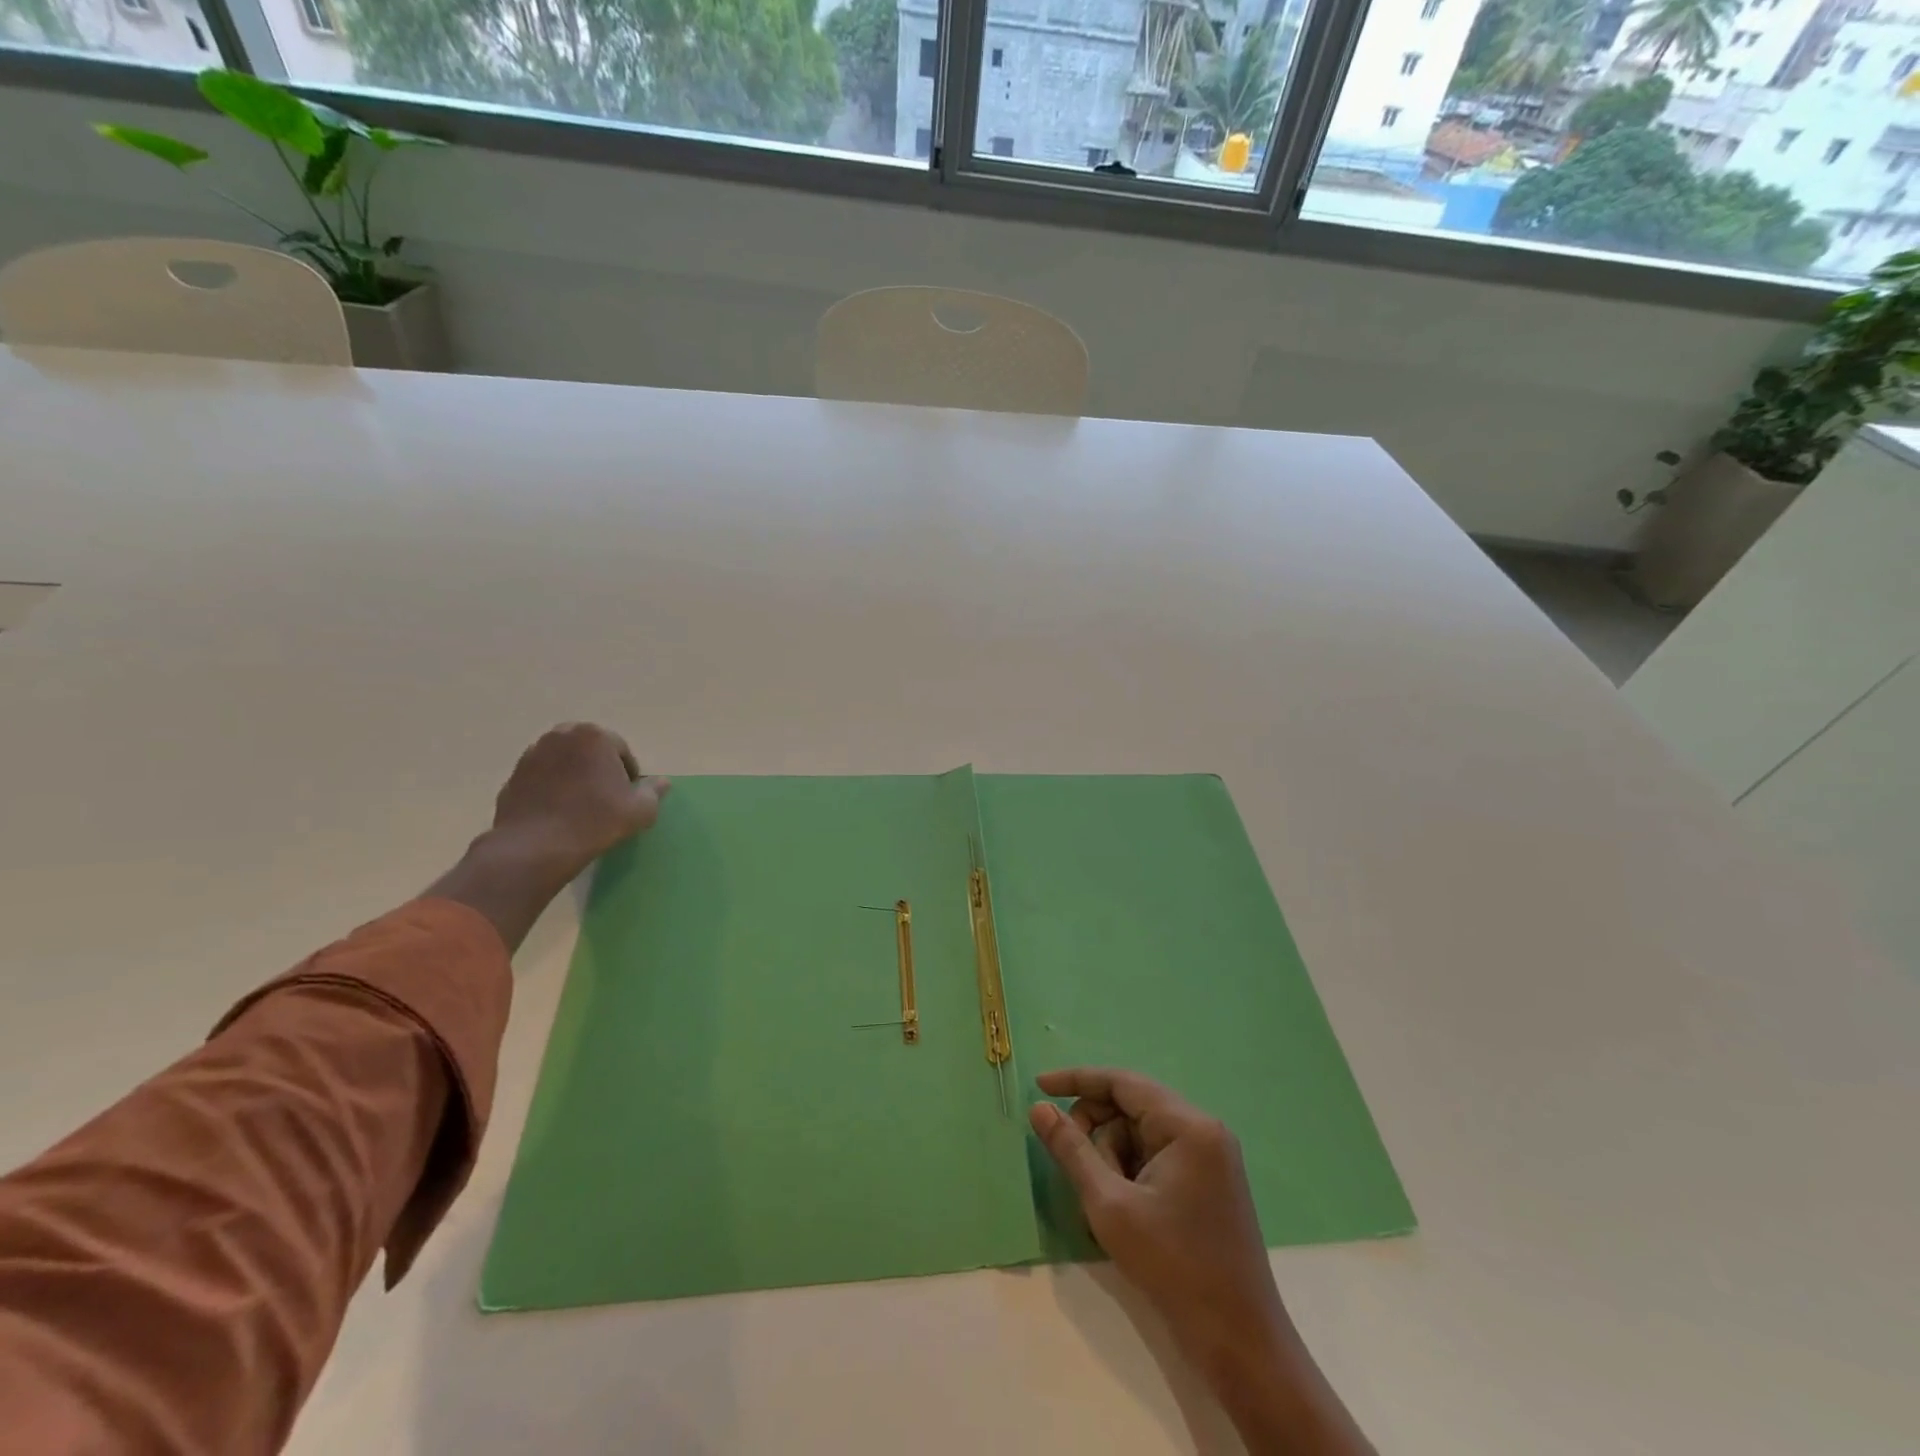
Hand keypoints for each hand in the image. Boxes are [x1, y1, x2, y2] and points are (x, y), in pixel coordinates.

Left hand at [489, 722, 669, 885]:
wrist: (536, 846)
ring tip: (580, 806)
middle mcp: (561, 736)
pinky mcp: (513, 776)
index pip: (620, 750)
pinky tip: (558, 813)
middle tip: (605, 798)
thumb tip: (663, 782)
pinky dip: (551, 788)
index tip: (627, 797)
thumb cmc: (596, 821)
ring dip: (574, 776)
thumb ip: (654, 792)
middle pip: (589, 750)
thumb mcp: (640, 810)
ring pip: (564, 761)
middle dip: (599, 769)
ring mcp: (532, 754)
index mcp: (594, 737)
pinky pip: (542, 777)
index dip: (628, 774)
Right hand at [1030, 1069, 1373, 1453]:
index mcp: (1188, 1125)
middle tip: (1073, 1168)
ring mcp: (1210, 1156)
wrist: (1241, 1344)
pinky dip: (1132, 1172)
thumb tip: (1039, 1108)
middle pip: (1131, 1107)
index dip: (1077, 1080)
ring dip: (1113, 1157)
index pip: (1122, 1082)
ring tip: (1105, 1203)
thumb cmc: (1173, 1267)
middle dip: (1097, 1131)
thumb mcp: (1110, 1206)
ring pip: (1141, 1134)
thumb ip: (1072, 1150)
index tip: (1039, 1086)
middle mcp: (1203, 1129)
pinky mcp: (1209, 1181)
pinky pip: (1157, 1155)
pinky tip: (1121, 1207)